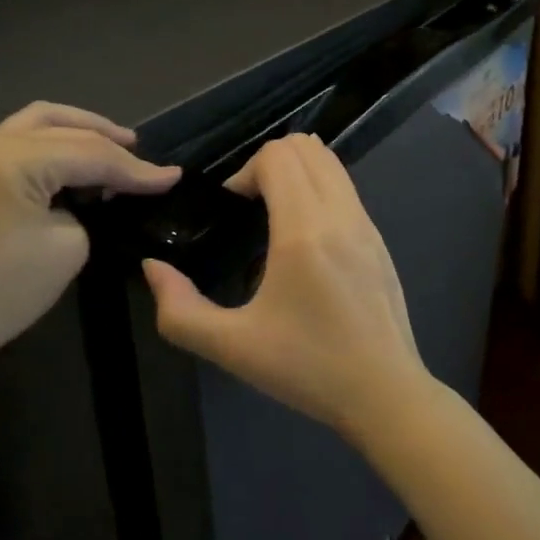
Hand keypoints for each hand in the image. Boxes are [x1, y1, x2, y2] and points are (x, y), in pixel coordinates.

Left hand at [0, 103, 179, 375]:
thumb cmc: (3, 291)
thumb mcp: (68, 246)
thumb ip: (91, 205)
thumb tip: (102, 190)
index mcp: (12, 157)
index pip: (90, 154)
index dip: (136, 168)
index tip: (173, 177)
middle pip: (65, 128)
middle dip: (110, 142)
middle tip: (147, 160)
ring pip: (40, 122)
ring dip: (82, 130)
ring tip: (119, 145)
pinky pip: (22, 139)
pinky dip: (56, 142)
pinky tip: (80, 159)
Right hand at [141, 134, 434, 443]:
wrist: (385, 393)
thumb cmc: (307, 369)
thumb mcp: (232, 347)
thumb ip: (180, 310)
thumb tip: (153, 268)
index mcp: (304, 231)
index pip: (278, 156)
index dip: (245, 171)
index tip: (233, 209)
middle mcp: (340, 214)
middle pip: (305, 146)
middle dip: (268, 163)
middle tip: (250, 206)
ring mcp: (367, 224)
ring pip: (330, 162)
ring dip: (297, 171)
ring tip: (275, 216)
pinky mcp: (380, 239)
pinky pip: (346, 187)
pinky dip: (320, 188)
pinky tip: (306, 239)